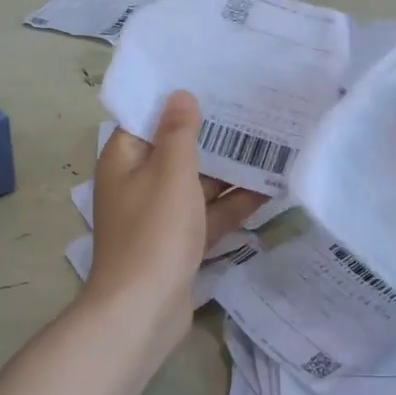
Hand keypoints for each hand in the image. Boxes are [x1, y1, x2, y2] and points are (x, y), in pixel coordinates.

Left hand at [88, 92, 266, 324]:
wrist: (142, 312)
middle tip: (253, 109)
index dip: (178, 102)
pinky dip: (232, 204)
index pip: (149, 119)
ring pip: (197, 184)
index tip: (213, 81)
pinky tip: (268, 188)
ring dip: (229, 170)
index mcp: (125, 160)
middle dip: (214, 135)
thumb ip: (179, 133)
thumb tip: (180, 95)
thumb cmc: (154, 233)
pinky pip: (207, 214)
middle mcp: (138, 183)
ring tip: (270, 143)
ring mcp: (160, 216)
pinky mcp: (179, 242)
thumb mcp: (170, 173)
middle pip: (177, 151)